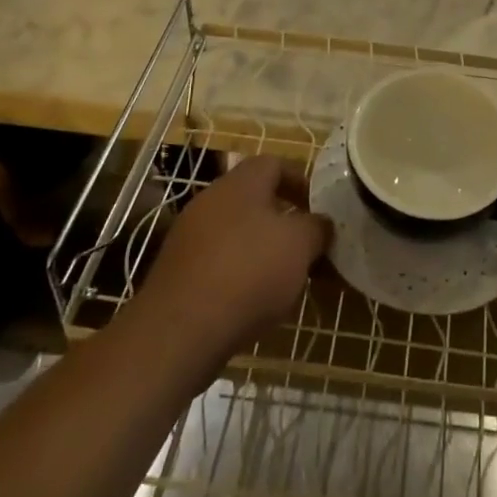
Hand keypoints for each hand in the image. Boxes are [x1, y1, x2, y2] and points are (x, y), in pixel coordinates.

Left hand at [138, 155, 329, 361]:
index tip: (318, 209)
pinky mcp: (176, 273)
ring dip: (261, 251)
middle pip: (254, 200)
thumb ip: (317, 228)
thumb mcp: (300, 245)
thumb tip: (321, 224)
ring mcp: (188, 236)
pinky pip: (217, 263)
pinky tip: (252, 304)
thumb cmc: (249, 272)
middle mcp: (211, 200)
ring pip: (236, 233)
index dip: (301, 182)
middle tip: (305, 248)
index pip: (275, 164)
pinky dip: (238, 276)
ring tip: (284, 281)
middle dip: (283, 221)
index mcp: (241, 182)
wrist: (178, 332)